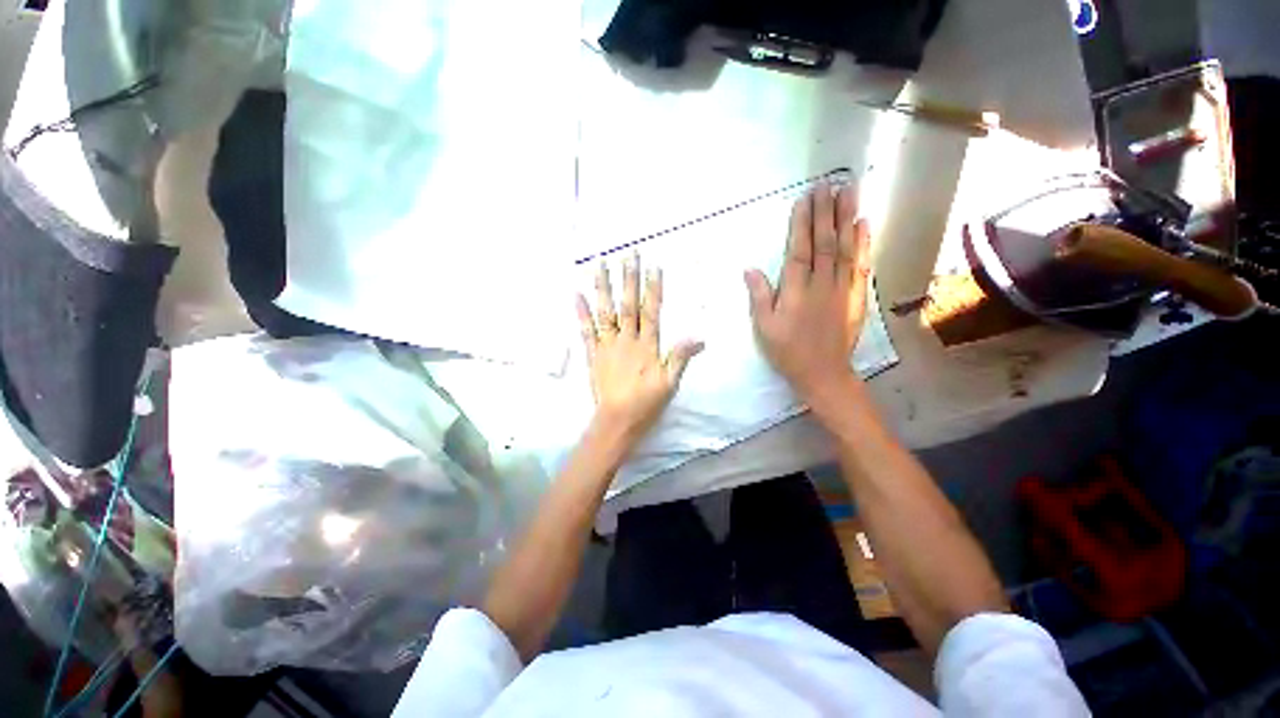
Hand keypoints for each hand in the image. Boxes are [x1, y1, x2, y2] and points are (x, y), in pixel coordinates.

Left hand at [577, 254, 702, 442]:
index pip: (651, 311)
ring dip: (603, 287)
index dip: (653, 288)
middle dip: (629, 278)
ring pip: (606, 311)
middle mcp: (626, 340)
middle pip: (628, 304)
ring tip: (600, 264)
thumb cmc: (646, 403)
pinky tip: (576, 294)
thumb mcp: (670, 383)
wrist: (616, 421)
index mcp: (647, 346)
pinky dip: (581, 312)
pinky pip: (586, 330)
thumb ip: (680, 357)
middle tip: (628, 253)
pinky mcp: (593, 354)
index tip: (653, 266)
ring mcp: (607, 345)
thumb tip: (699, 337)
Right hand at [744, 182, 871, 400]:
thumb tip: (750, 268)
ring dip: (846, 218)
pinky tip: (864, 224)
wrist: (823, 373)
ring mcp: (841, 288)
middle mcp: (820, 284)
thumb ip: (759, 296)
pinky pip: (861, 265)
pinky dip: (864, 243)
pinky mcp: (856, 296)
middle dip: (824, 212)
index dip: (801, 224)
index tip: (804, 199)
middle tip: (827, 184)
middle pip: (824, 242)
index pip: (799, 250)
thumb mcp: (764, 327)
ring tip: (849, 192)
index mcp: (795, 291)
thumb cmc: (787, 351)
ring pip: (845, 248)